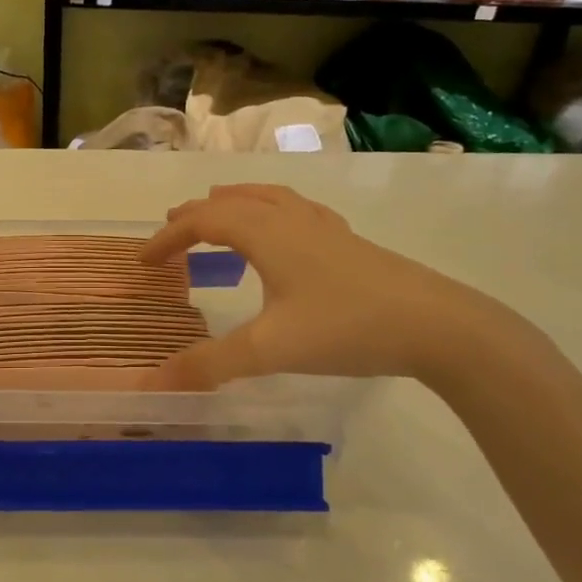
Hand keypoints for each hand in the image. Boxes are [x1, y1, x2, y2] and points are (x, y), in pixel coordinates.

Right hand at [140, 184, 517, 388]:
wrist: (437, 326)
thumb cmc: (346, 328)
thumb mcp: (270, 350)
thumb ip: (210, 365)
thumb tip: (154, 383)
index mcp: (266, 234)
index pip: (203, 222)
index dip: (169, 237)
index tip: (144, 261)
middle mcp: (292, 220)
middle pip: (234, 202)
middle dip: (197, 215)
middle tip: (172, 229)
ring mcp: (325, 229)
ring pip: (269, 199)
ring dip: (236, 203)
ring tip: (220, 211)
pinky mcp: (350, 244)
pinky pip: (298, 212)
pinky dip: (273, 212)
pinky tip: (285, 231)